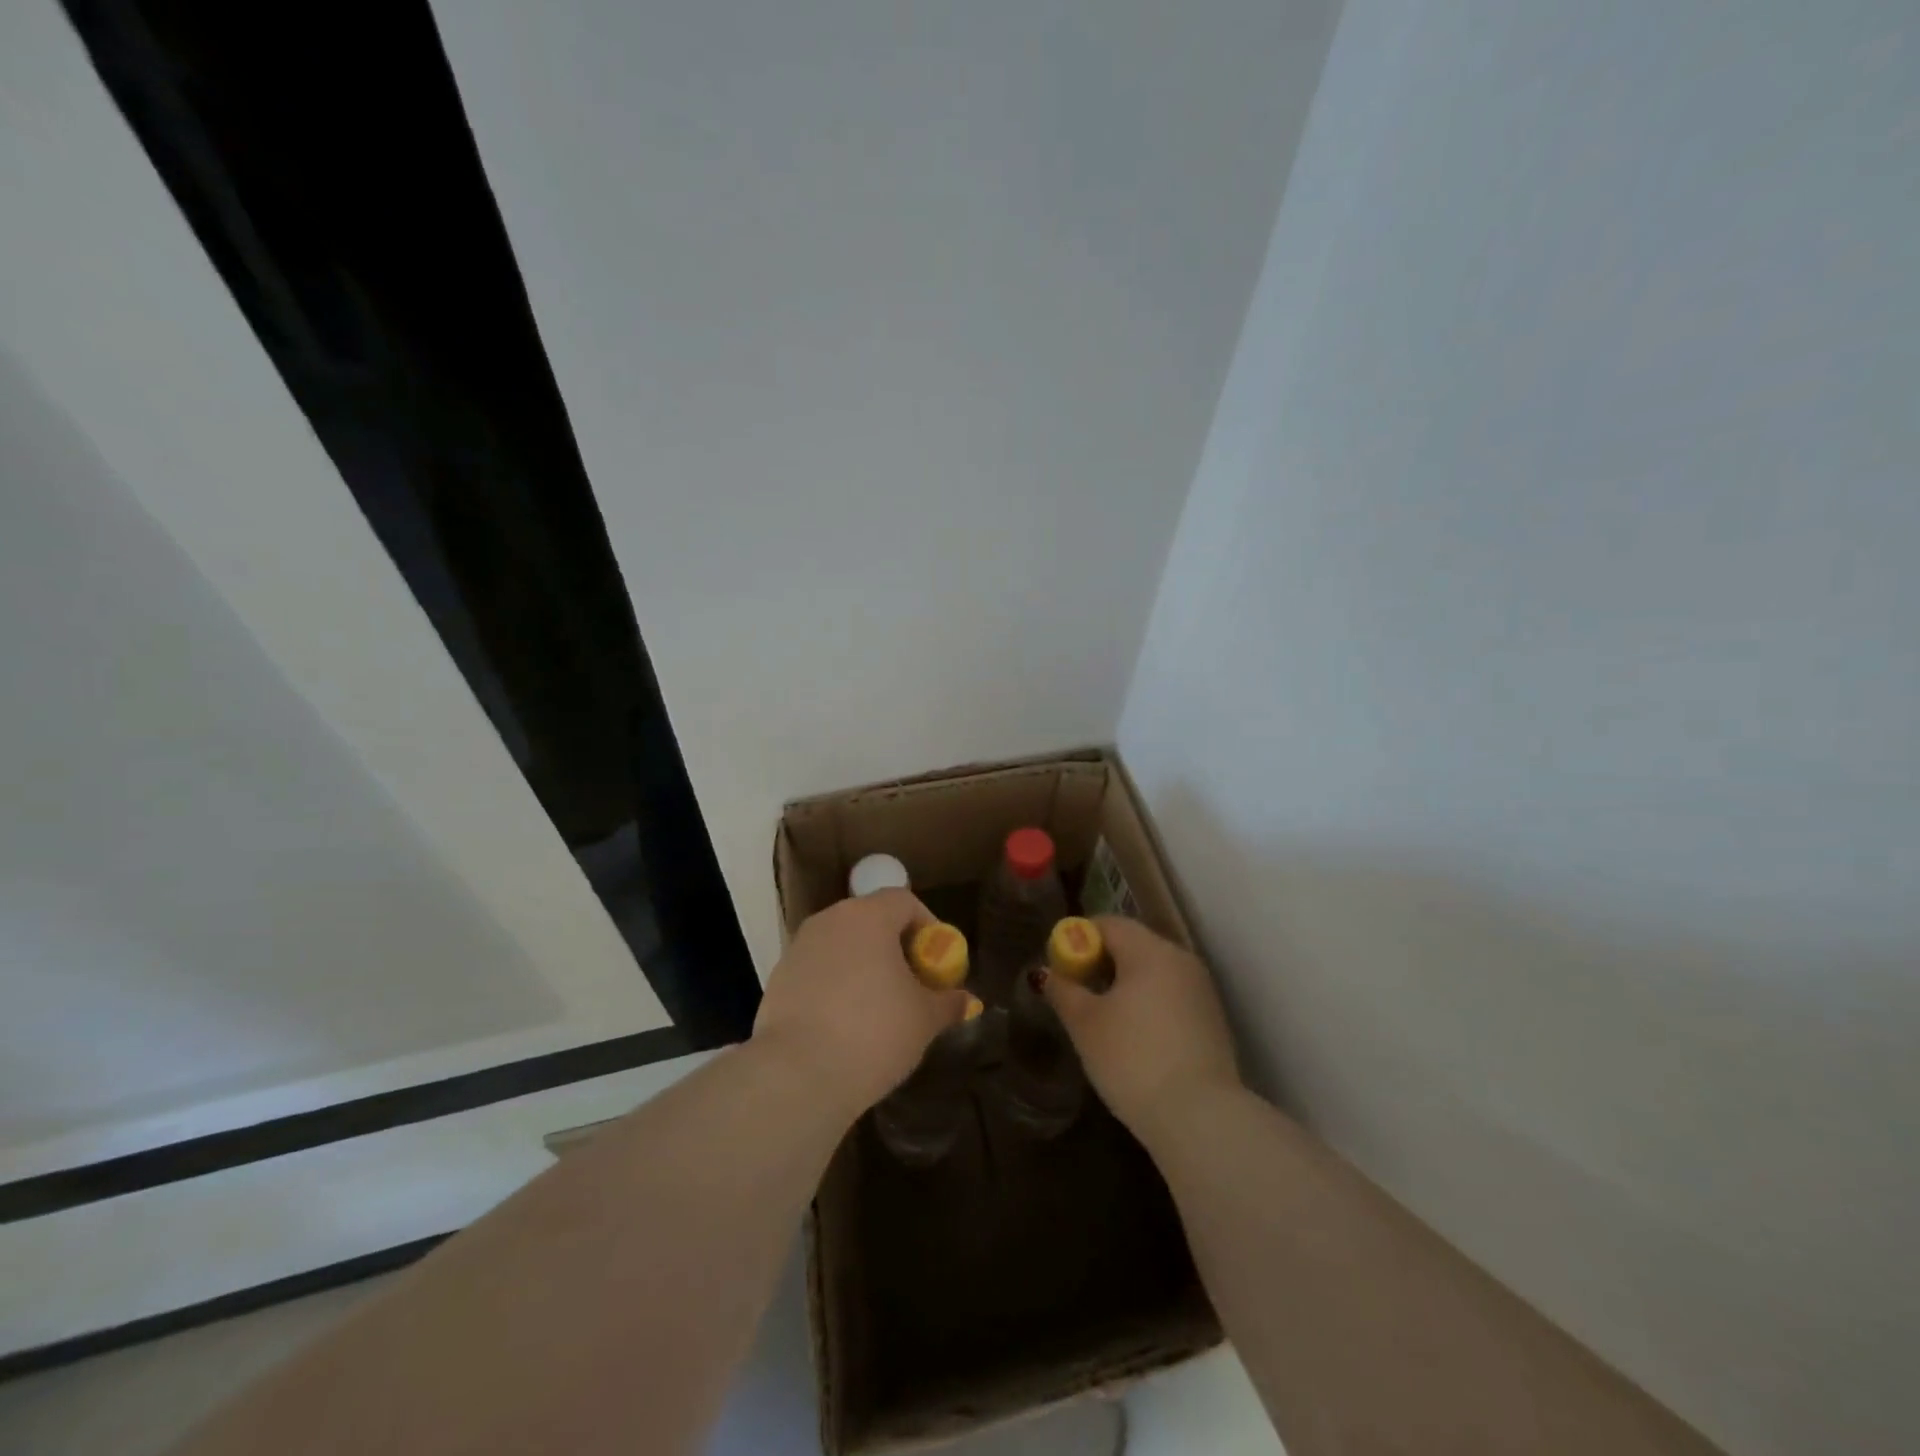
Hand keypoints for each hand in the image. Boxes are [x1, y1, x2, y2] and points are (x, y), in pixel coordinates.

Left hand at [752, 889, 971, 1118]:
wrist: (797, 1075)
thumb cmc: (873, 1033)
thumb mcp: (924, 1019)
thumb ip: (947, 1002)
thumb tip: (964, 1000)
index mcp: (868, 916)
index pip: (904, 901)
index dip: (927, 926)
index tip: (936, 961)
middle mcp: (830, 920)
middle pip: (871, 920)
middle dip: (895, 947)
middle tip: (912, 984)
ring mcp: (799, 948)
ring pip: (842, 945)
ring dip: (864, 966)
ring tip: (879, 1008)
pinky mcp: (778, 978)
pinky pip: (818, 970)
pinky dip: (836, 986)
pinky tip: (845, 1025)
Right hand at [1043, 917, 1240, 1145]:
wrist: (1200, 1118)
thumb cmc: (1133, 1059)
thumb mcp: (1085, 1024)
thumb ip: (1063, 991)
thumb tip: (1046, 973)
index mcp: (1150, 950)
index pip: (1108, 924)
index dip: (1078, 938)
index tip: (1060, 966)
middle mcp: (1180, 959)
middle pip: (1133, 944)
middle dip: (1100, 962)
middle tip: (1076, 993)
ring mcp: (1201, 990)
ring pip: (1153, 972)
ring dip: (1124, 985)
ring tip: (1101, 1018)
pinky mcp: (1212, 1020)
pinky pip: (1170, 996)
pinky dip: (1147, 1004)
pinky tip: (1134, 1037)